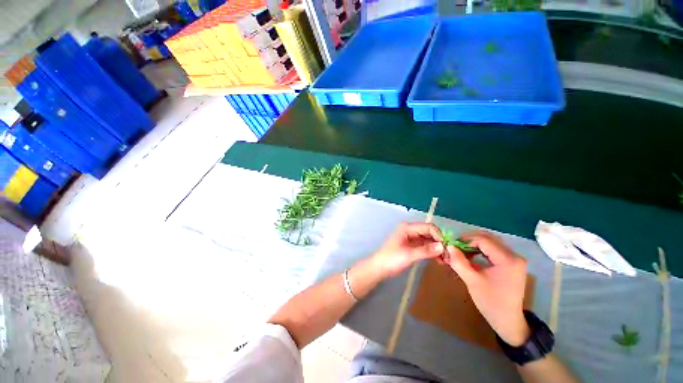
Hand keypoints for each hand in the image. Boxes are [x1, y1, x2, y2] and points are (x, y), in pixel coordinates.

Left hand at [371, 222, 444, 277]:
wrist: (380, 268)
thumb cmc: (392, 259)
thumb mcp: (409, 255)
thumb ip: (426, 250)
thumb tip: (443, 247)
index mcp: (407, 228)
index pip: (428, 227)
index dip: (439, 236)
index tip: (448, 248)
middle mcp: (410, 230)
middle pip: (429, 233)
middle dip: (439, 242)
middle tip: (449, 255)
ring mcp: (411, 237)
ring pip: (428, 240)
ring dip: (437, 248)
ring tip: (446, 260)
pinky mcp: (412, 245)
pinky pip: (425, 245)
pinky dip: (432, 251)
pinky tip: (439, 259)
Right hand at [444, 231, 530, 345]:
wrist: (508, 321)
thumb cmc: (490, 302)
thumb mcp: (472, 281)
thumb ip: (459, 262)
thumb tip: (448, 246)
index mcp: (508, 260)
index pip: (483, 240)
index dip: (465, 240)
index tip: (452, 246)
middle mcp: (514, 255)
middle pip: (488, 238)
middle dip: (469, 240)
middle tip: (455, 247)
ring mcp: (515, 259)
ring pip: (491, 242)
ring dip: (474, 244)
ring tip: (461, 251)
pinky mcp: (512, 263)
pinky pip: (494, 249)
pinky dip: (481, 249)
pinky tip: (472, 255)